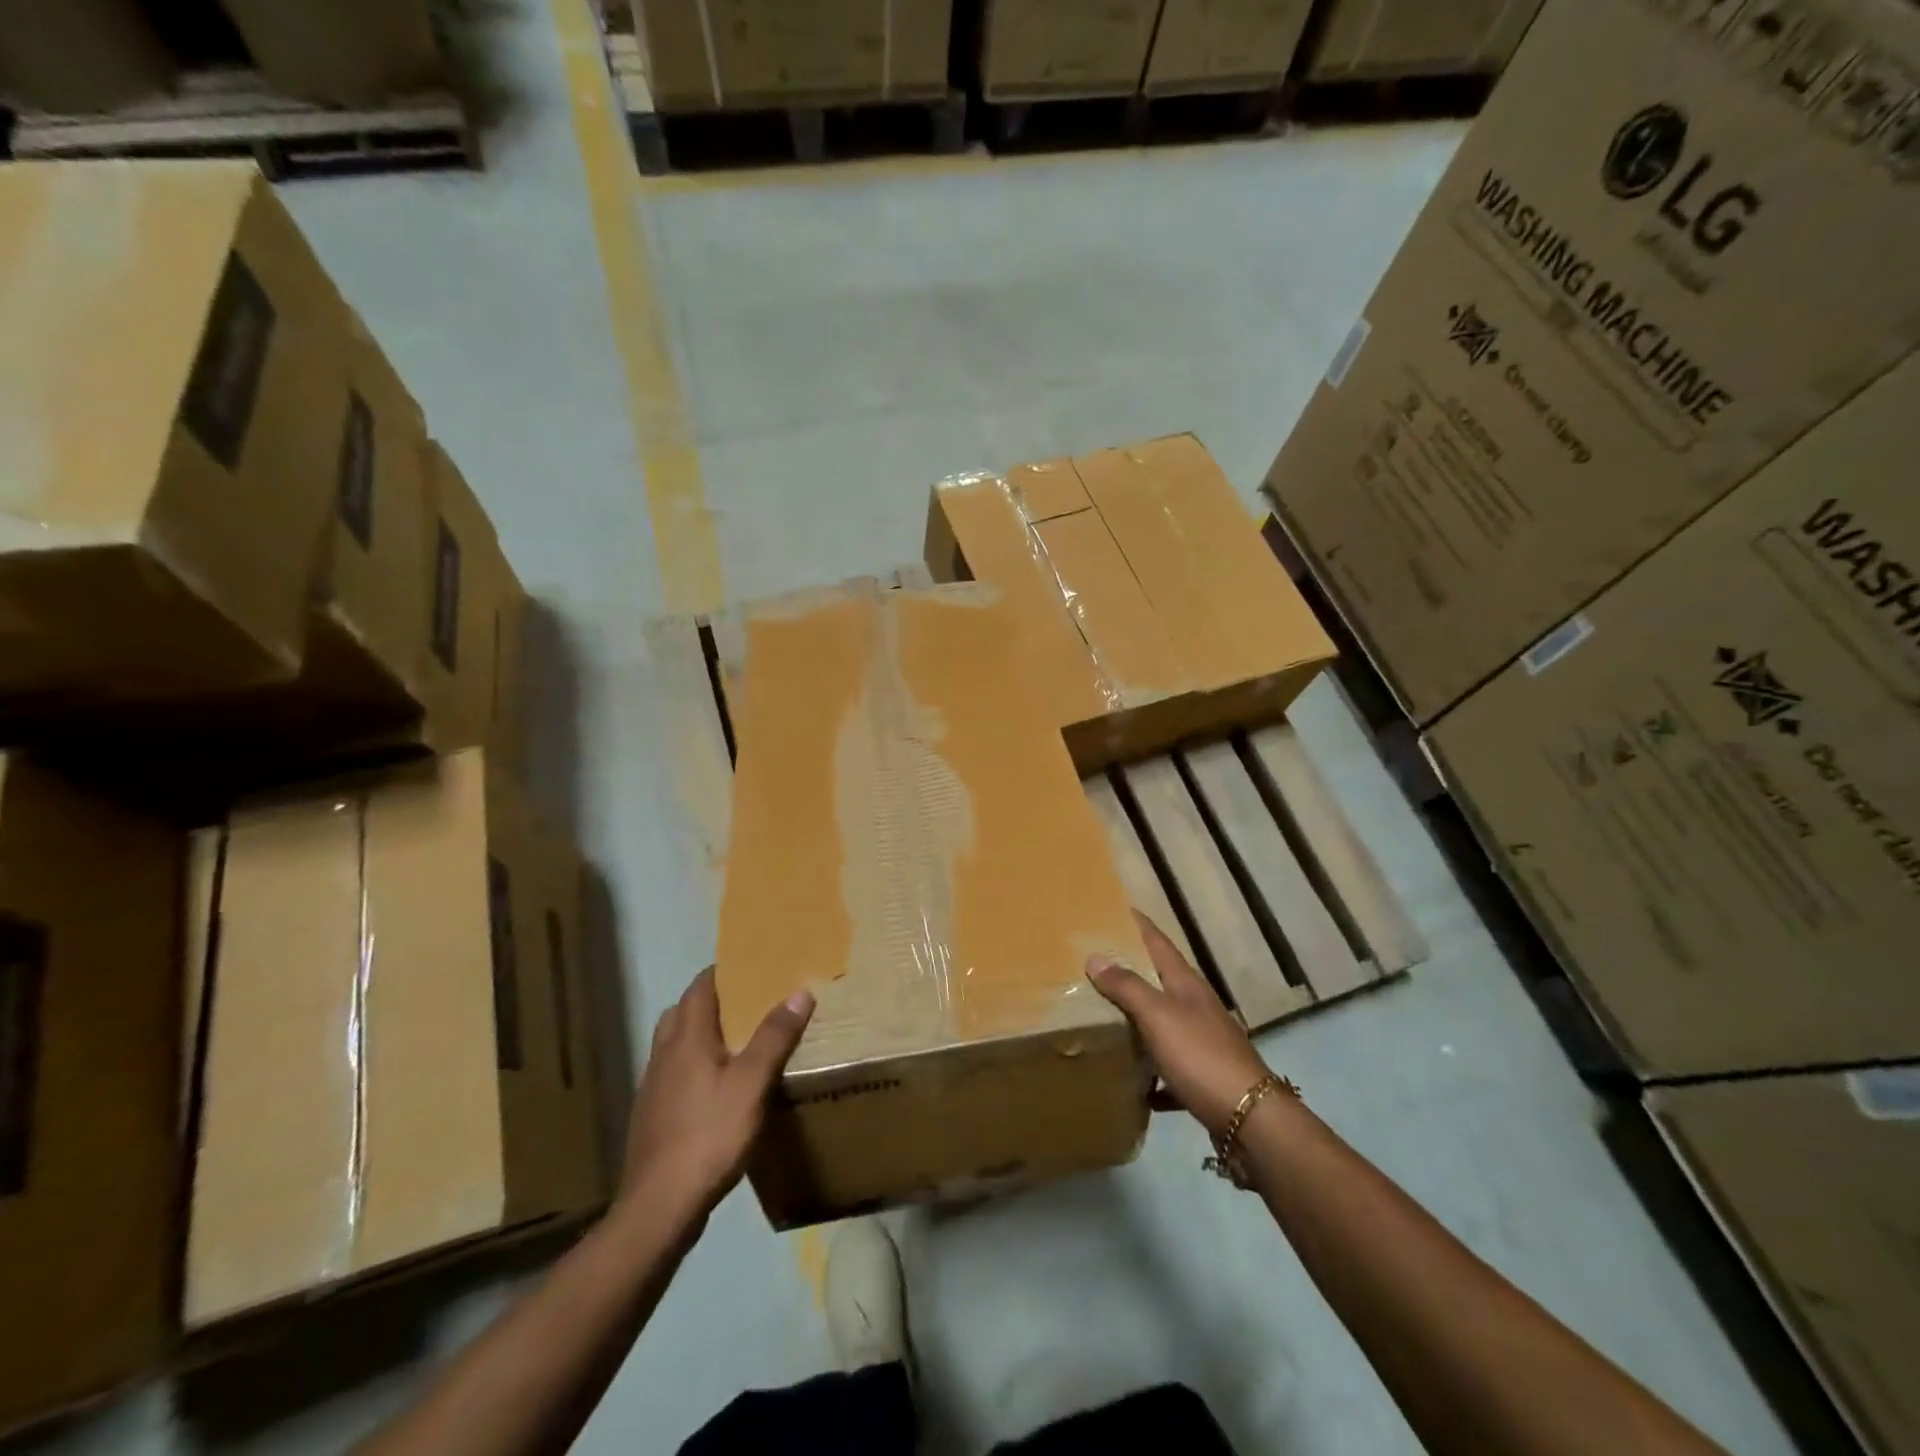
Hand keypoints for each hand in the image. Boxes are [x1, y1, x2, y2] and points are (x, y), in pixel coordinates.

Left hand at [619, 967, 813, 1220]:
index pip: (701, 986)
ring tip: (736, 1040)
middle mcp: (664, 1052)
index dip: (723, 971)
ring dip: (701, 1031)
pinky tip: (716, 1086)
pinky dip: (694, 1063)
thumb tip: (800, 991)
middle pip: (684, 1010)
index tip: (752, 966)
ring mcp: (653, 1084)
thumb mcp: (752, 1083)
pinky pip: (673, 1070)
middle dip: (713, 1000)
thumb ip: (774, 1036)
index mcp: (687, 1036)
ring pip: (675, 1041)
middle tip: (748, 1001)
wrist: (660, 1205)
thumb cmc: (709, 1134)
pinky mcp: (652, 1112)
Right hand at [1088, 911, 1273, 1137]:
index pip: (1159, 942)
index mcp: (1186, 985)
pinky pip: (1171, 1070)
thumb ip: (1127, 987)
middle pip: (1161, 980)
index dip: (1139, 924)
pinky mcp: (1204, 1079)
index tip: (1117, 908)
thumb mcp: (1158, 1016)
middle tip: (1097, 962)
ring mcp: (1204, 1043)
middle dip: (1133, 970)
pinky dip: (1153, 1074)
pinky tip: (1137, 1087)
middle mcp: (1197, 1008)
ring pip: (1165, 1024)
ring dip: (1140, 1020)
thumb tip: (1095, 956)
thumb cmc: (1200, 1056)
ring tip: (1106, 1018)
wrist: (1249, 1119)